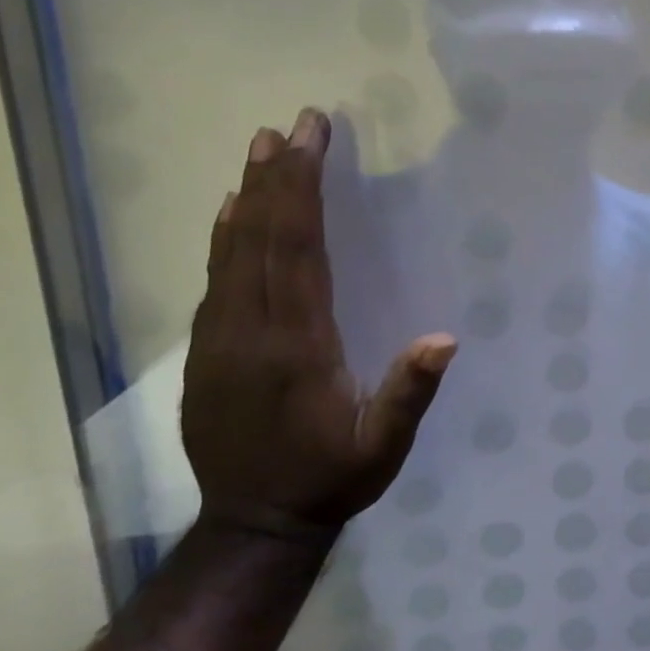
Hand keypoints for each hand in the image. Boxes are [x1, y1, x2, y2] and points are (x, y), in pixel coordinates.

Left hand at [180, 109, 455, 540]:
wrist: (252, 524)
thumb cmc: (328, 480)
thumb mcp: (382, 448)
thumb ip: (408, 394)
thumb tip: (444, 338)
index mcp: (295, 345)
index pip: (296, 250)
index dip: (302, 190)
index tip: (310, 139)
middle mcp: (250, 331)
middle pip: (260, 237)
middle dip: (277, 176)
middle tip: (290, 126)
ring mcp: (219, 339)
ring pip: (230, 252)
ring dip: (248, 196)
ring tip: (259, 149)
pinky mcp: (205, 352)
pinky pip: (214, 280)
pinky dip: (224, 238)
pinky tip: (230, 214)